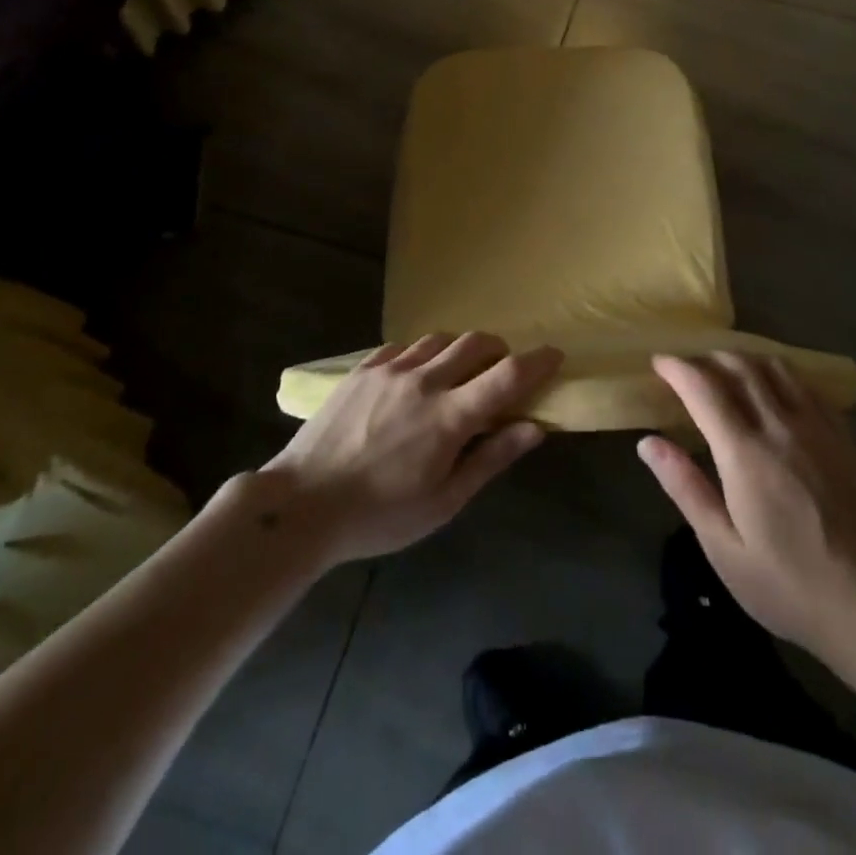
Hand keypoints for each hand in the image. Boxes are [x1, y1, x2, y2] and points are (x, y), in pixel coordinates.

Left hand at [252, 332, 557, 567]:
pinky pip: (404, 345)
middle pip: (476, 343)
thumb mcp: (444, 502)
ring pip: (440, 339)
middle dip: (499, 350)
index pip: (507, 375)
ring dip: (460, 350)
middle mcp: (424, 381)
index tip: (554, 355)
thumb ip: (491, 459)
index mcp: (450, 417)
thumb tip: (533, 428)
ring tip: (457, 374)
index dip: (537, 361)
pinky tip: (415, 377)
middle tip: (500, 372)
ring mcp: (390, 369)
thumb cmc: (379, 516)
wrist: (301, 506)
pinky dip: (422, 354)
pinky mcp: (362, 369)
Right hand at [638, 353, 855, 655]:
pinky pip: (806, 385)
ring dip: (744, 359)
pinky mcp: (843, 435)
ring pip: (775, 367)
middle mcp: (780, 426)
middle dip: (707, 358)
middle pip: (740, 366)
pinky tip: (774, 389)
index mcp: (745, 453)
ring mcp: (817, 426)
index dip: (677, 368)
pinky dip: (780, 374)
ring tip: (726, 371)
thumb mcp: (724, 548)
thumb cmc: (789, 584)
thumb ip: (686, 487)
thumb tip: (648, 443)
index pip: (704, 389)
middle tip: (688, 368)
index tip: (659, 363)